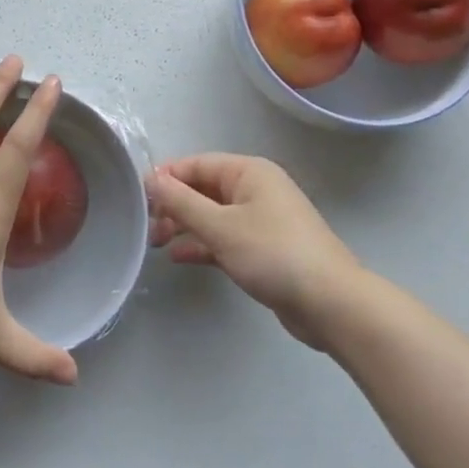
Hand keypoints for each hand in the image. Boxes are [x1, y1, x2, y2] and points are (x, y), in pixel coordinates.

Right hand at [148, 154, 362, 347]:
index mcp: (248, 172)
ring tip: (157, 244)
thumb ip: (181, 202)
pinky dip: (202, 244)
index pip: (196, 164)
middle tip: (149, 229)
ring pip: (212, 215)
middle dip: (174, 206)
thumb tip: (150, 179)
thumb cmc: (273, 254)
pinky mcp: (263, 249)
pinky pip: (224, 238)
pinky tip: (179, 257)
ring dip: (184, 226)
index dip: (166, 178)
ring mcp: (261, 220)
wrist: (330, 303)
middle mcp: (255, 189)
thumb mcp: (220, 226)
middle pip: (203, 189)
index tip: (138, 200)